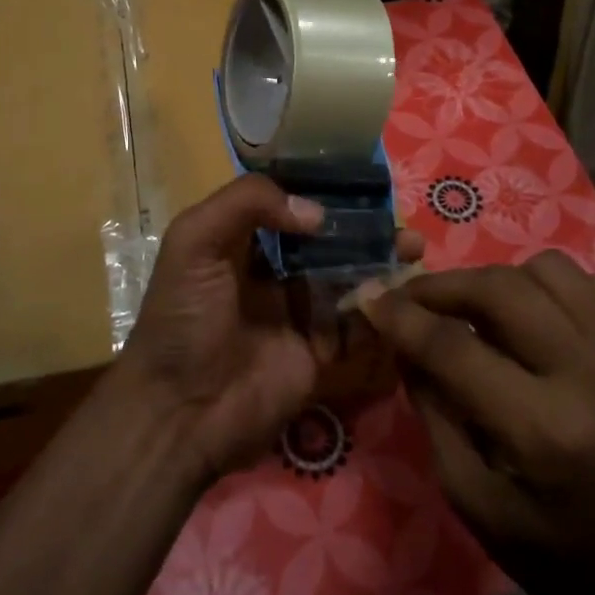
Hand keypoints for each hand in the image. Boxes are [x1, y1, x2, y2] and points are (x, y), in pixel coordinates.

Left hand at [115, 173, 422, 484]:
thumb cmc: (183, 318)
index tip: (361, 181)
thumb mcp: (194, 242)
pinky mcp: (319, 352)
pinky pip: (355, 325)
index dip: (321, 192)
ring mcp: (297, 312)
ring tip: (412, 249)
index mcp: (239, 241)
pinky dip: (378, 309)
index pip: (286, 205)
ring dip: (378, 263)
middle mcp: (272, 272)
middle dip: (360, 229)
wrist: (182, 412)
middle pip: (325, 241)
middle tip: (397, 222)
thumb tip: (316, 213)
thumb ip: (246, 203)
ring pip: (346, 278)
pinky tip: (401, 293)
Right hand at [361, 251, 594, 594]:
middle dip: (444, 286)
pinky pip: (590, 285)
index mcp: (545, 432)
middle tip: (415, 297)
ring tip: (478, 311)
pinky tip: (534, 320)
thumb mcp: (470, 497)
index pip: (454, 347)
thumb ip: (433, 409)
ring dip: (499, 282)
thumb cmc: (554, 555)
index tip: (373, 300)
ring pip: (549, 271)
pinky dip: (550, 290)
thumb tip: (402, 340)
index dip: (403, 317)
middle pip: (501, 290)